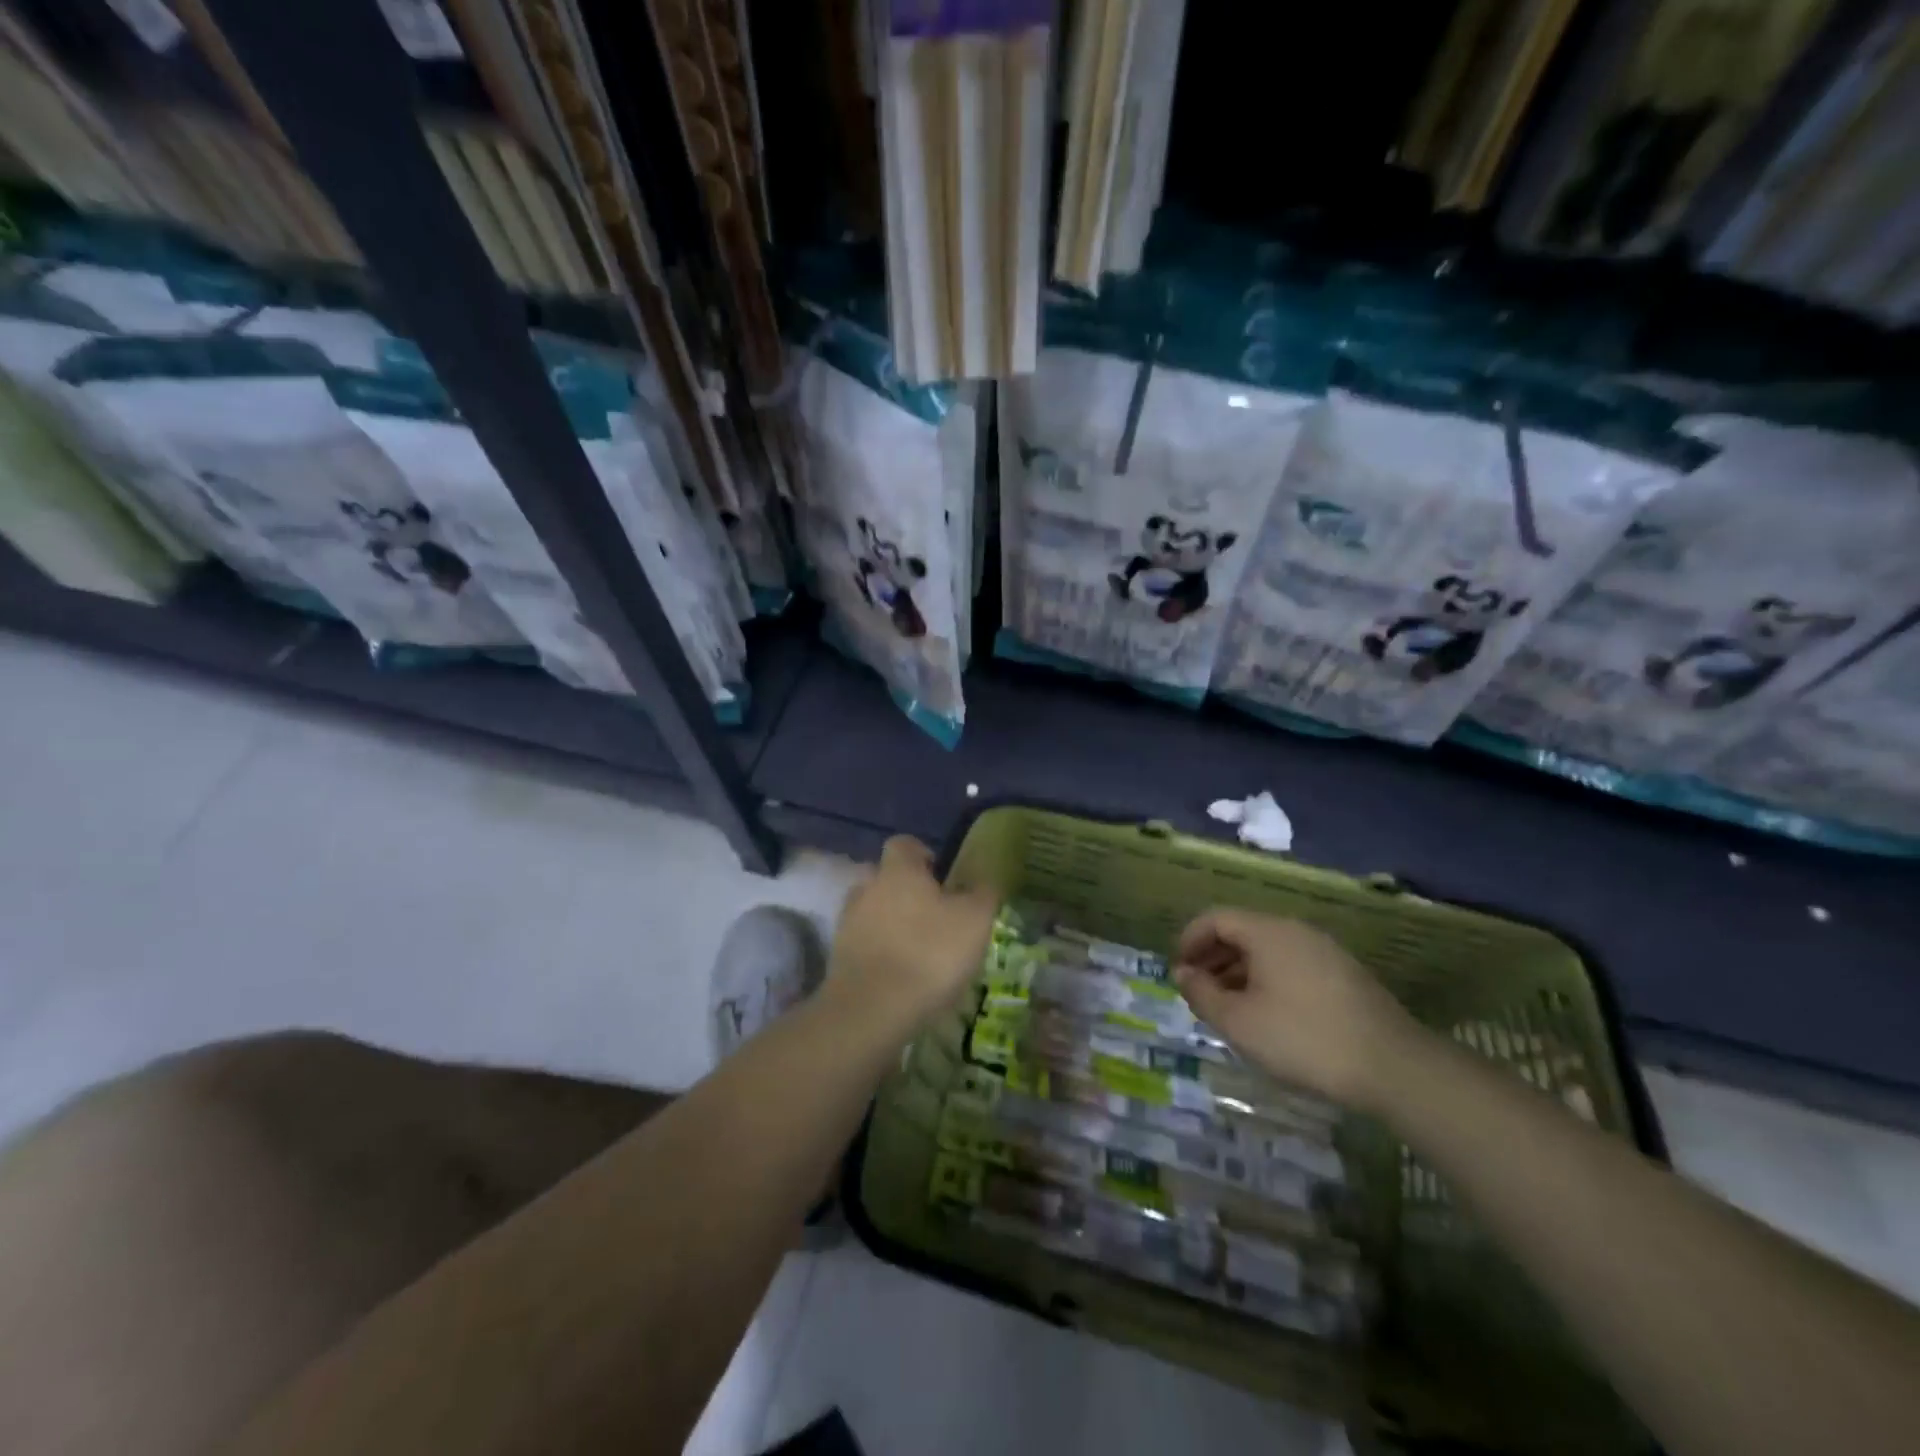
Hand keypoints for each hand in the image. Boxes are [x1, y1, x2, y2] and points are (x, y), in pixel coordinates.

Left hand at [828, 836, 998, 1036]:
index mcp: (898, 870)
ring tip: (918, 950)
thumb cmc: (929, 953)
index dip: (923, 855)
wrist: (872, 1010)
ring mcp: (847, 923)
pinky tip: (901, 975)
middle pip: (886, 878)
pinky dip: (880, 952)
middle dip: (907, 892)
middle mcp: (867, 888)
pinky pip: (864, 944)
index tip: (942, 877)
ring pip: (873, 911)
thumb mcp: (974, 920)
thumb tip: (983, 880)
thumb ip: (982, 893)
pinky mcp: (839, 958)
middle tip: (935, 916)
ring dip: (891, 924)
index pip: (904, 844)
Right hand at [1173, 908, 1419, 1110]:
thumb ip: (1202, 994)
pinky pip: (1291, 965)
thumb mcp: (1239, 1022)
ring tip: (1228, 1008)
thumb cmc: (1303, 1038)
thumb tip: (1182, 974)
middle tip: (1198, 992)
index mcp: (1267, 932)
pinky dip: (1267, 980)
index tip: (1178, 972)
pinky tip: (1268, 1015)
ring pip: (1267, 950)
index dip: (1189, 940)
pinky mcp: (1344, 974)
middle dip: (1212, 957)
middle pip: (1241, 931)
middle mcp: (1295, 930)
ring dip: (1239, 971)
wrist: (1393, 1067)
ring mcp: (1324, 951)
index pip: (1215, 918)